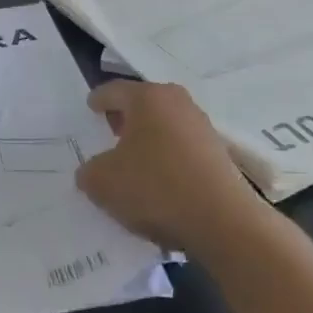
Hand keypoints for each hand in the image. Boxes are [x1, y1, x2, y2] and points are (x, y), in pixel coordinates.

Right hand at [78, 81, 266, 256]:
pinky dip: (168, 159)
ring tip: (133, 163)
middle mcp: (177, 102)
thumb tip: (94, 170)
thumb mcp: (103, 183)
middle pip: (143, 104)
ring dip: (148, 140)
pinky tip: (159, 183)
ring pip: (165, 126)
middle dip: (125, 118)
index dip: (98, 100)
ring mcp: (202, 127)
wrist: (223, 222)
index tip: (90, 108)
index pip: (114, 90)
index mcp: (148, 97)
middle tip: (109, 134)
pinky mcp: (219, 153)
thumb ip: (89, 171)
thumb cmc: (155, 188)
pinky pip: (182, 148)